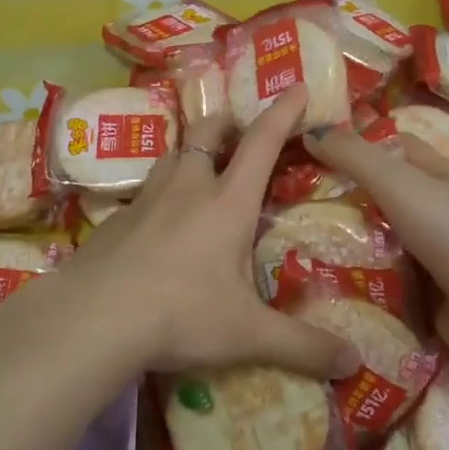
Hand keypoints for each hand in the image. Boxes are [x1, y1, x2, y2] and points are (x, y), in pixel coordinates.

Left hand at [60, 86, 359, 379]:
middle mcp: (187, 188)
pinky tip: (156, 222)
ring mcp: (146, 200)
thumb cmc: (181, 314)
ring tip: (197, 167)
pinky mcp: (115, 220)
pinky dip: (158, 194)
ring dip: (188, 154)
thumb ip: (302, 345)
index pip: (262, 143)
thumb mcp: (248, 334)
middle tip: (234, 126)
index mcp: (228, 202)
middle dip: (225, 123)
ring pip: (171, 158)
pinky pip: (143, 194)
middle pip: (207, 135)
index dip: (283, 112)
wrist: (94, 317)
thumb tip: (354, 362)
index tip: (296, 87)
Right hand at [303, 123, 448, 371]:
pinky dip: (351, 285)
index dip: (355, 143)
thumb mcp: (399, 182)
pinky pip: (376, 285)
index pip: (390, 147)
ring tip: (284, 243)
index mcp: (434, 177)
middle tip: (281, 201)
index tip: (308, 148)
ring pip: (372, 243)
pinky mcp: (419, 299)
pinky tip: (311, 283)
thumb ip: (354, 157)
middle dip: (336, 200)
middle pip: (375, 198)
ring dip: (338, 245)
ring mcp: (426, 258)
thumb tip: (311, 130)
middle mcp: (431, 213)